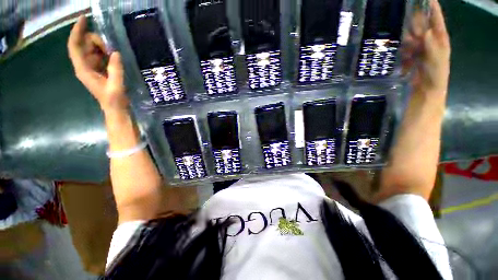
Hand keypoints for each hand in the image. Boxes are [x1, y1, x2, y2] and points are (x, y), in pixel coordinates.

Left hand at [67, 16, 128, 111]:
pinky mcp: (98, 69)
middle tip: (110, 48)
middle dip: (96, 41)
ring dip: (102, 47)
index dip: (77, 31)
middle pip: (84, 45)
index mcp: (83, 69)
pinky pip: (99, 55)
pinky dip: (105, 53)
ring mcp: (91, 67)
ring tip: (113, 53)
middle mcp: (84, 66)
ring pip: (92, 49)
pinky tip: (113, 57)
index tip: (83, 19)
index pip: (75, 46)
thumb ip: (116, 69)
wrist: (115, 108)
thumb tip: (116, 53)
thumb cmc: (114, 100)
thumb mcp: (116, 86)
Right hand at [402, 0, 450, 95]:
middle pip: (422, 26)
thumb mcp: (437, 61)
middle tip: (405, 17)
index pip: (436, 20)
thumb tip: (425, 32)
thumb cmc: (436, 76)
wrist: (426, 90)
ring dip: (406, 37)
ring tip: (400, 38)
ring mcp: (420, 48)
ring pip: (411, 37)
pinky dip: (402, 49)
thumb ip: (432, 47)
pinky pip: (405, 48)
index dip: (432, 8)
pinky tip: (399, 52)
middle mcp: (430, 41)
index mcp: (440, 40)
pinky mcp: (411, 56)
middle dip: (414, 22)